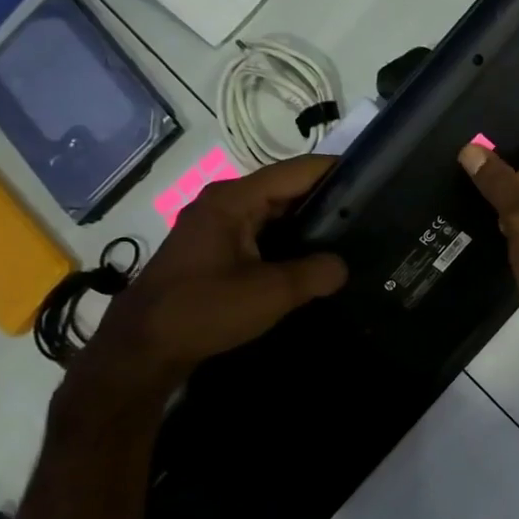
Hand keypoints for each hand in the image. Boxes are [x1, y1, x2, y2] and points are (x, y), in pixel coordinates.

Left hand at [69, 156, 347, 407]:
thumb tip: (342, 266)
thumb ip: (315, 274)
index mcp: (234, 200)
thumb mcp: (270, 293)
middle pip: (286, 189)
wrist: (143, 347)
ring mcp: (216, 226)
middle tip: (371, 214)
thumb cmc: (203, 309)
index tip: (375, 180)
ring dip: (308, 224)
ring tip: (351, 236)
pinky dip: (288, 242)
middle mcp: (224, 203)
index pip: (297, 171)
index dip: (336, 171)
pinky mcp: (214, 250)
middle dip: (326, 199)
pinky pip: (261, 234)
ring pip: (274, 214)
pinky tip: (313, 261)